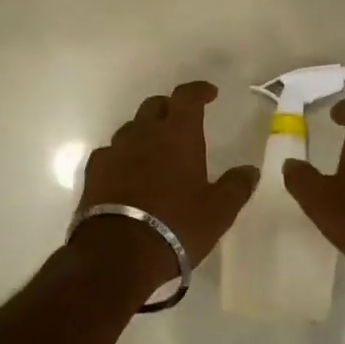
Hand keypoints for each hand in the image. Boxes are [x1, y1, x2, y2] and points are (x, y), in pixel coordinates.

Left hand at [70, 80, 258, 297]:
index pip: (187, 96)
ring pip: (131, 128)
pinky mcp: (94, 172)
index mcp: (178, 134)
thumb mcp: (218, 211)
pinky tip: (126, 174)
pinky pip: (110, 153)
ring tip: (155, 152)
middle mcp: (144, 133)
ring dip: (145, 132)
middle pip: (155, 105)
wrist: (118, 252)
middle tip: (182, 123)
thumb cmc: (176, 225)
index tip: (210, 93)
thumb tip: (250, 170)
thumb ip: (236, 186)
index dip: (199, 90)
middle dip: (170, 108)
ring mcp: (115, 150)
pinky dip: (122, 157)